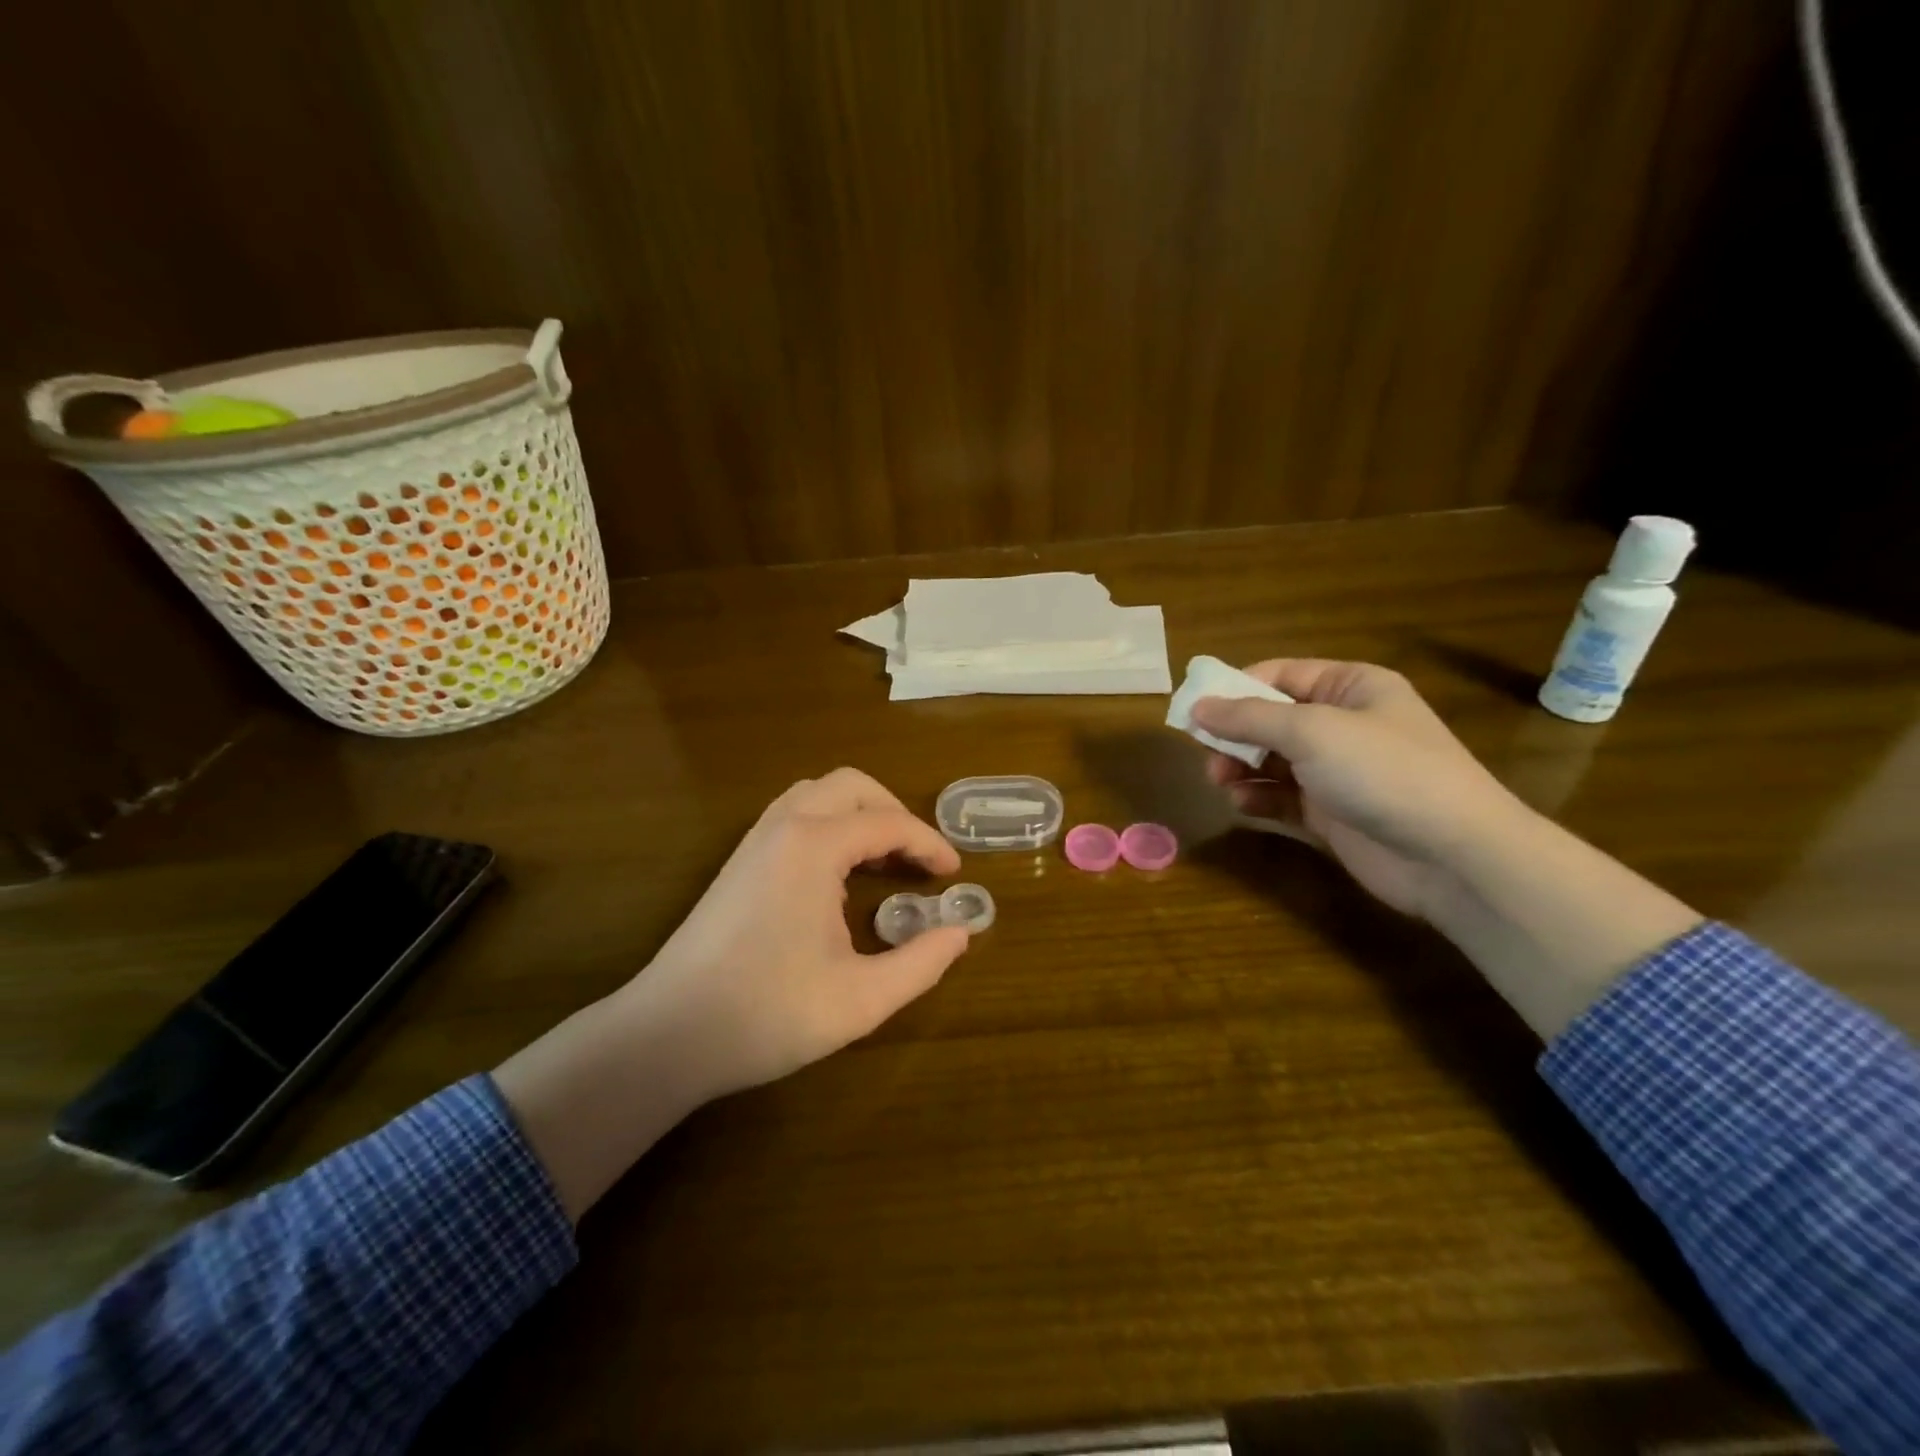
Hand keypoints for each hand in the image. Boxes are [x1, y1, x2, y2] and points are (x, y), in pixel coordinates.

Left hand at [635, 767, 969, 1099]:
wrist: (668, 1034)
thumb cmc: (768, 1014)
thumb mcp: (861, 999)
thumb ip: (921, 963)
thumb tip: (960, 933)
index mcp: (813, 846)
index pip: (888, 823)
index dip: (929, 844)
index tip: (954, 874)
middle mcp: (783, 827)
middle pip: (851, 786)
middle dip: (894, 811)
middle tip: (919, 857)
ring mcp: (754, 840)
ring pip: (817, 794)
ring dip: (859, 813)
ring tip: (884, 858)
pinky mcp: (738, 861)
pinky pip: (793, 815)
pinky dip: (830, 824)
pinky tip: (839, 874)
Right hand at [1192, 658, 1700, 1038]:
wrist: (1451, 855)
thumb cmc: (1383, 771)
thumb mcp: (1311, 731)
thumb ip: (1248, 717)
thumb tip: (1197, 706)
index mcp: (1350, 687)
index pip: (1279, 674)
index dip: (1235, 688)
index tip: (1194, 708)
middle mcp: (1344, 724)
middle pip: (1271, 718)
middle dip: (1234, 733)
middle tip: (1204, 750)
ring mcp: (1338, 771)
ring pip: (1272, 759)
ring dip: (1242, 766)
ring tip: (1221, 779)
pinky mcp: (1332, 813)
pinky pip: (1283, 796)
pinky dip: (1259, 797)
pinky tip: (1243, 803)